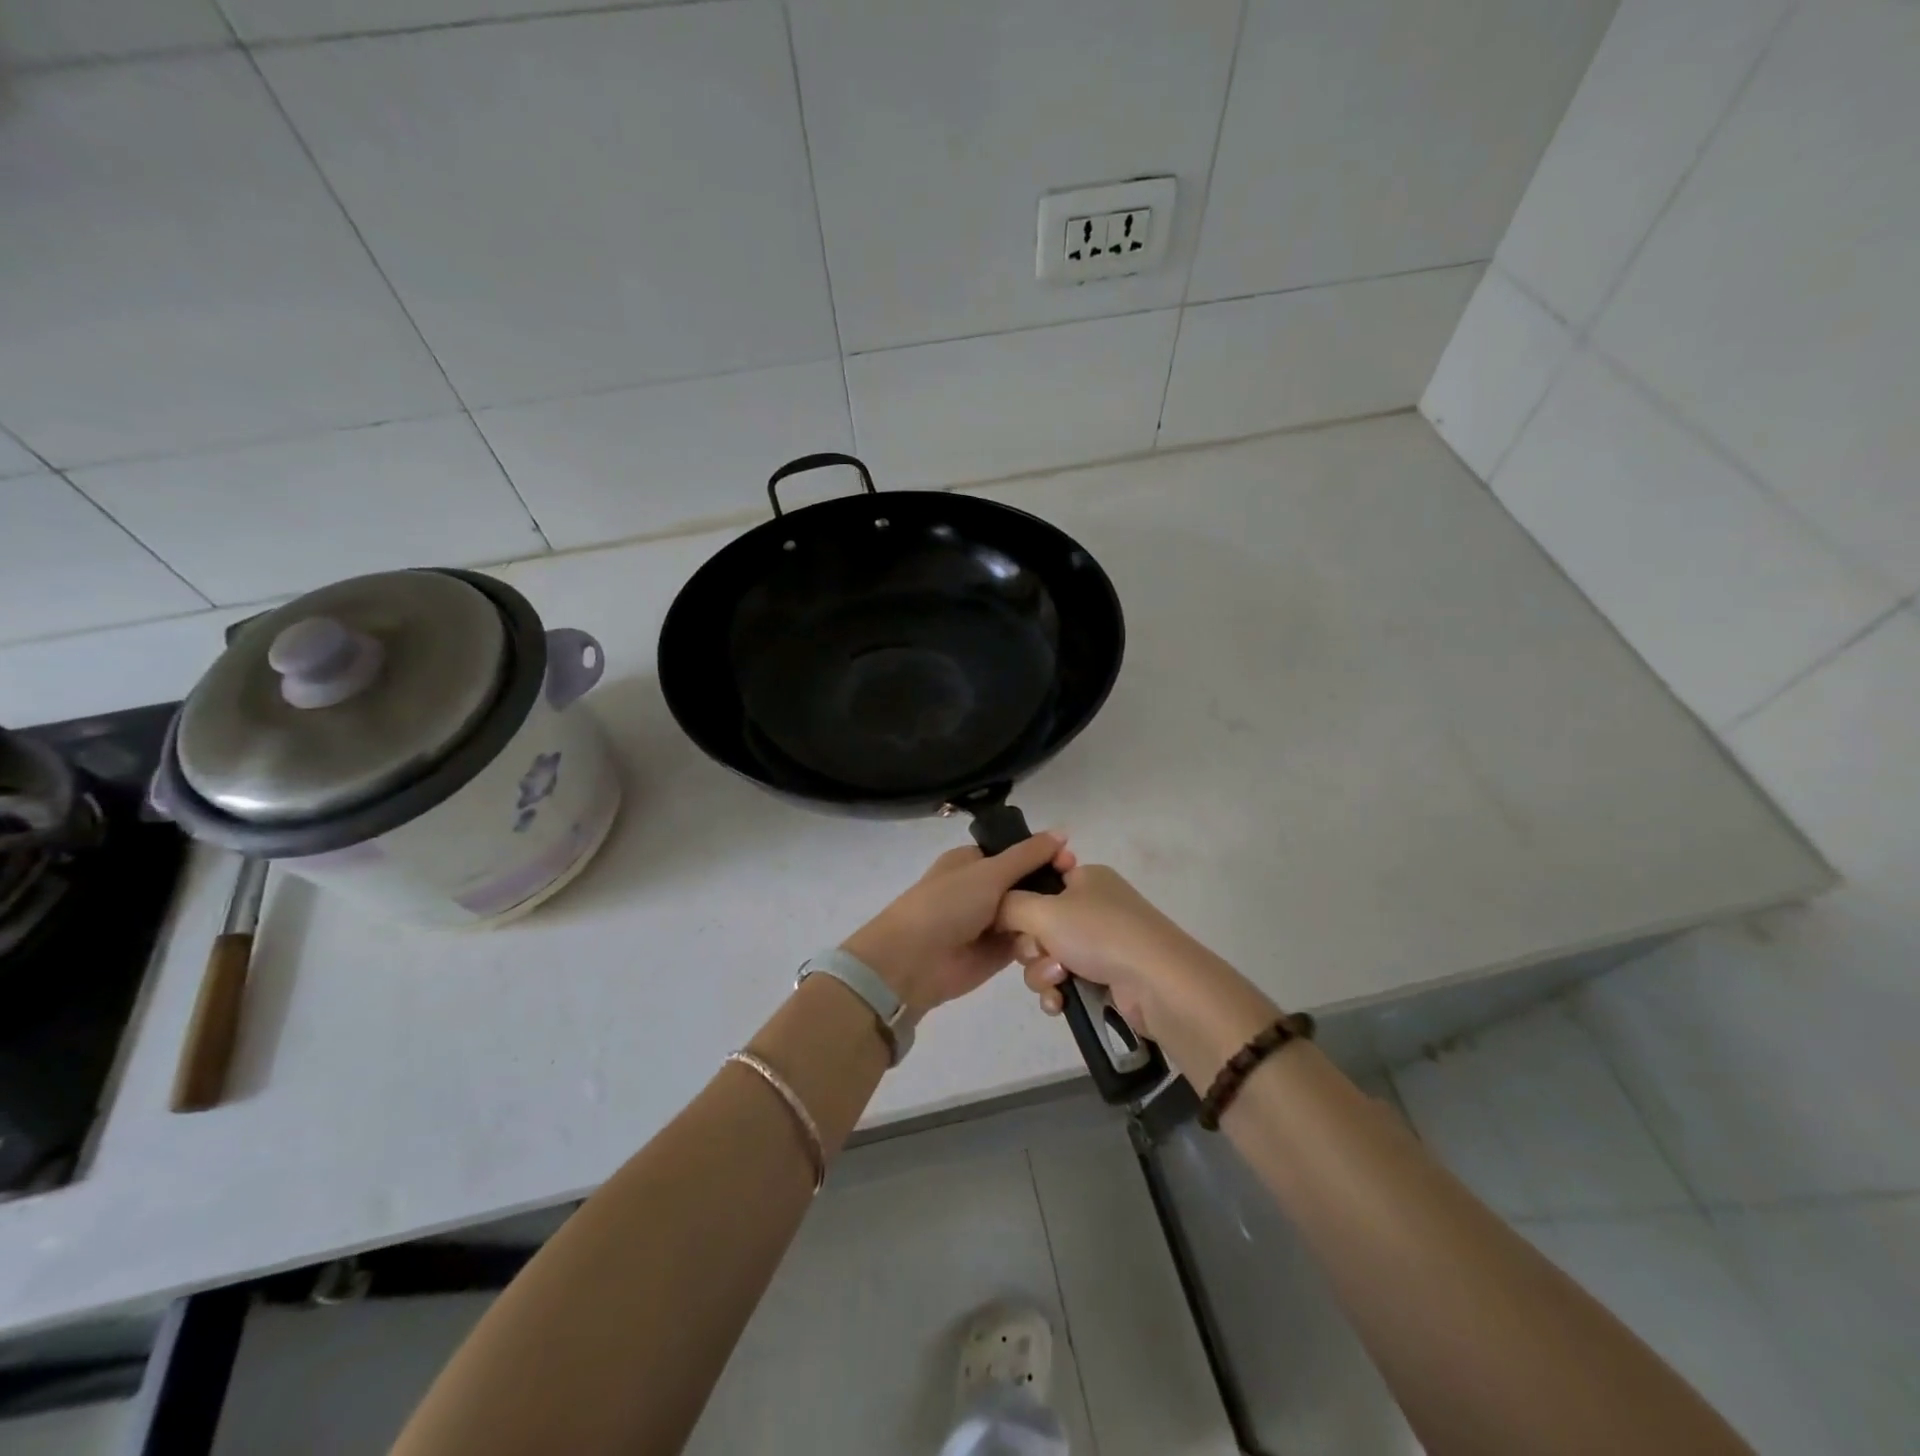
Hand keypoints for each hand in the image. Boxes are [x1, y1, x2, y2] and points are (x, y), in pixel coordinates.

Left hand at [841, 833, 1071, 1017]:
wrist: (913, 962)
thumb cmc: (947, 905)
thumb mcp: (989, 872)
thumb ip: (1028, 855)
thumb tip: (1063, 831)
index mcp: (974, 861)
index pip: (1018, 853)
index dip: (1045, 856)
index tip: (1072, 864)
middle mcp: (983, 889)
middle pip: (1027, 885)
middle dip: (1050, 889)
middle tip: (1079, 896)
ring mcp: (991, 922)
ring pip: (1030, 915)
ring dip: (1047, 919)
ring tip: (1072, 923)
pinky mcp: (998, 953)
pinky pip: (1027, 943)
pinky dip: (1041, 943)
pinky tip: (1062, 944)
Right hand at [998, 864, 1216, 1042]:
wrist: (1157, 983)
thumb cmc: (1100, 933)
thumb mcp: (1044, 910)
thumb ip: (1008, 905)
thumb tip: (994, 908)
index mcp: (1085, 878)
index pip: (1039, 882)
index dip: (1021, 903)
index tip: (1014, 920)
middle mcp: (1094, 906)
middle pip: (1038, 924)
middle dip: (1031, 947)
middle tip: (1041, 952)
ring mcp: (1102, 943)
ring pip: (1048, 957)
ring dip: (1043, 973)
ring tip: (1060, 981)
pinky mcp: (1107, 977)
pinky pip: (1065, 982)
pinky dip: (1058, 992)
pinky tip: (1060, 1002)